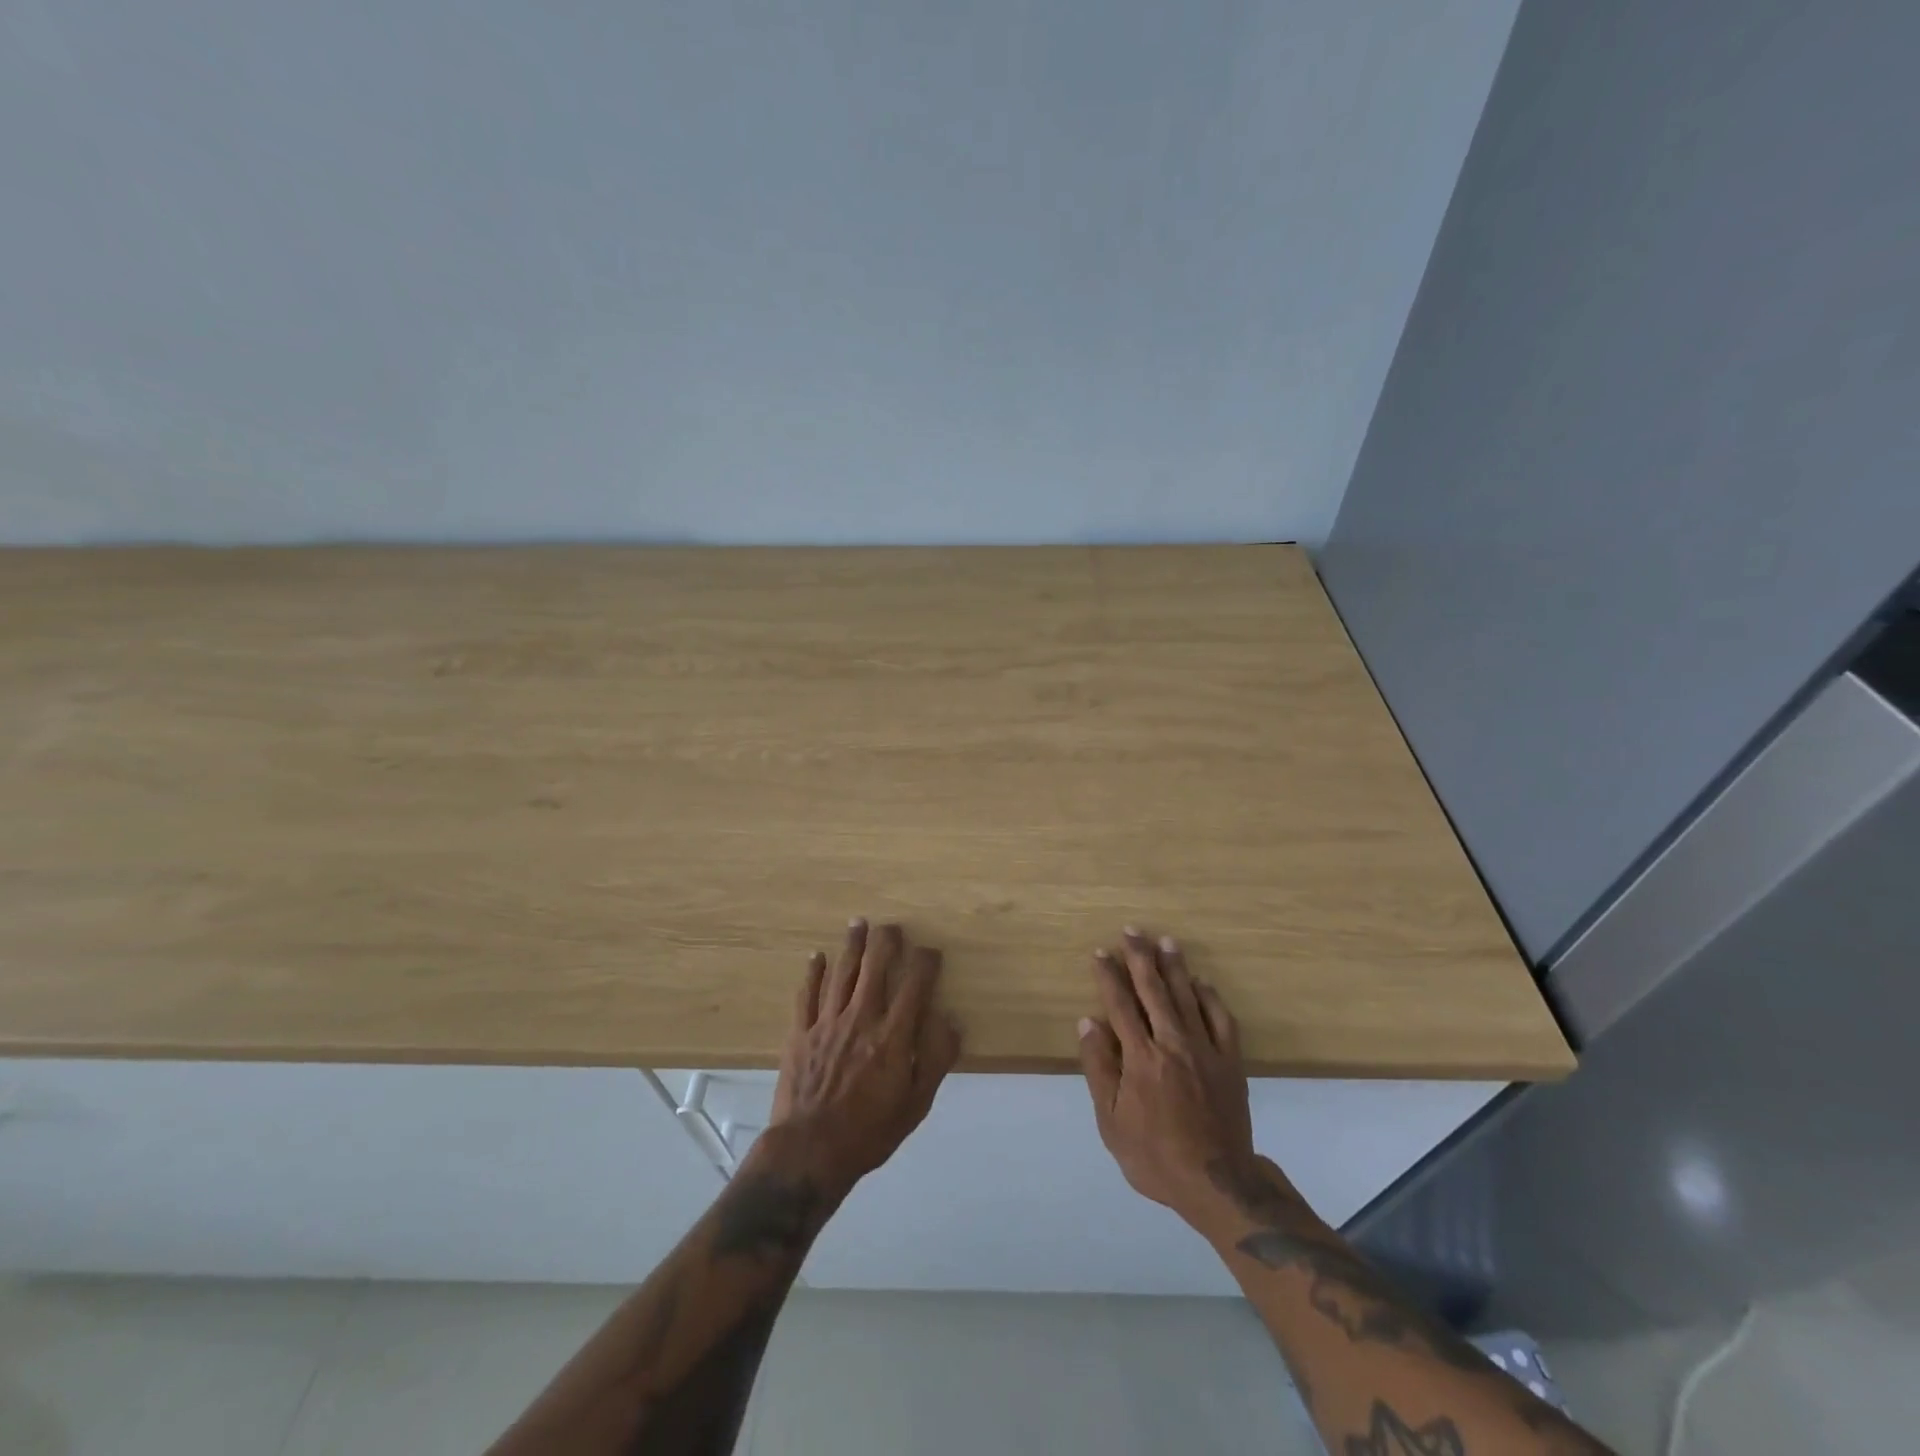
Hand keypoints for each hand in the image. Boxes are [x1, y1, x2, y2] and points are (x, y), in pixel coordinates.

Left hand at [765, 919, 961, 1197]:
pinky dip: (813, 972)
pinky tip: (818, 956)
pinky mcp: (800, 1033)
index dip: (925, 962)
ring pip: (842, 972)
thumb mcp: (916, 1105)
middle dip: (886, 941)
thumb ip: (936, 1059)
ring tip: (859, 923)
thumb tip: (950, 1020)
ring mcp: (827, 1023)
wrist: (809, 1152)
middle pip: (875, 967)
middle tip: (891, 927)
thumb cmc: (869, 1133)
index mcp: (893, 1036)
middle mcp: (861, 1018)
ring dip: (852, 945)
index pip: (915, 985)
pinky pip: (807, 994)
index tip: (931, 952)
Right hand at [1078, 928, 1266, 1225]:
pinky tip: (1201, 983)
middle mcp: (1172, 1043)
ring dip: (1174, 967)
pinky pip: (1221, 1019)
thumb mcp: (1111, 1121)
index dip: (1109, 976)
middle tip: (1133, 930)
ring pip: (1187, 997)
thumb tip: (1088, 1022)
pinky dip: (1210, 997)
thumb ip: (1099, 1068)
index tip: (1101, 952)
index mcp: (1140, 1058)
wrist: (1217, 1184)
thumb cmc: (1154, 1156)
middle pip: (1153, 991)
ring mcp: (1205, 1050)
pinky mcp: (1230, 1061)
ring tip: (1166, 941)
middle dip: (1140, 957)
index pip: (1120, 1005)